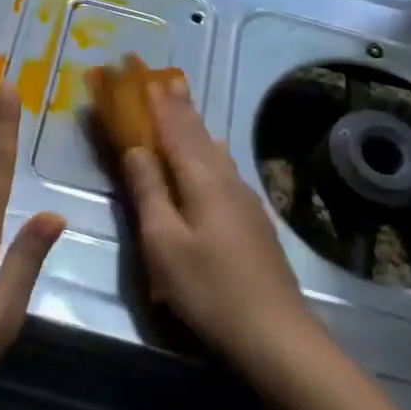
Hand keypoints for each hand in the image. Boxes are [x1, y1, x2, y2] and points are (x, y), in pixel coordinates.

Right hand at [122, 79, 309, 370]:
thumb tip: (135, 149)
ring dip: (193, 125)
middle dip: (177, 105)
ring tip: (182, 106)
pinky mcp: (252, 220)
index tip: (140, 75)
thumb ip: (148, 191)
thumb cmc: (208, 288)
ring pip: (213, 150)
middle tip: (163, 77)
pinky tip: (209, 156)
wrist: (275, 334)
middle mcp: (226, 178)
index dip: (154, 102)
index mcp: (202, 179)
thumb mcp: (163, 242)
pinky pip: (221, 168)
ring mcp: (244, 199)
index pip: (173, 128)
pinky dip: (205, 150)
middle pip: (197, 133)